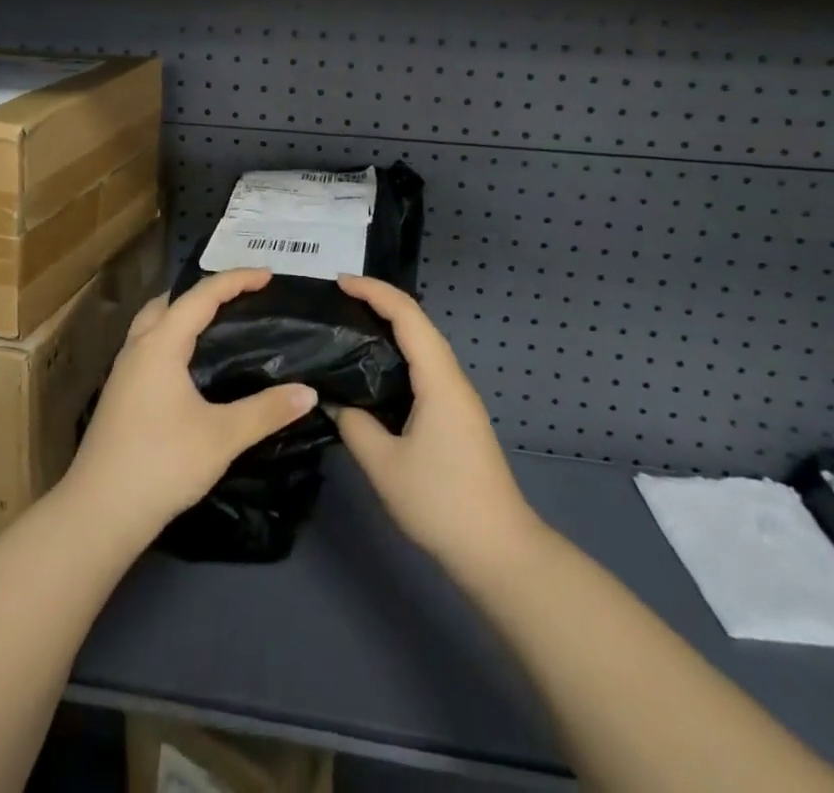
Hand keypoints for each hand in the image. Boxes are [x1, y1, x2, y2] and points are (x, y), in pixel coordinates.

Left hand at [60, 267, 317, 547]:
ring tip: (216, 324)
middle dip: (204, 292)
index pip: (201, 296)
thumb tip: (308, 392)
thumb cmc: (161, 464)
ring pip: (153, 324)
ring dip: (182, 314)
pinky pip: (148, 346)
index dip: (236, 280)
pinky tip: (190, 365)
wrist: (98, 514)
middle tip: (239, 298)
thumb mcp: (222, 437)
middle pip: (169, 302)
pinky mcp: (119, 395)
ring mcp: (123, 372)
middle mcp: (138, 348)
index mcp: (161, 344)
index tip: (268, 275)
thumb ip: (266, 411)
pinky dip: (172, 337)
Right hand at [333, 276, 544, 580]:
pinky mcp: (457, 417)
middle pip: (417, 323)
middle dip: (379, 303)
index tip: (339, 282)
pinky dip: (398, 355)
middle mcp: (452, 378)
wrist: (499, 552)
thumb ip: (354, 425)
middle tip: (337, 302)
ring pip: (422, 346)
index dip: (374, 291)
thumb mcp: (384, 465)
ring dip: (390, 328)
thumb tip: (334, 401)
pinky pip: (425, 368)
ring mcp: (458, 398)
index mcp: (439, 379)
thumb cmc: (442, 502)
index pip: (407, 315)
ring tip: (349, 328)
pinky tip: (374, 372)